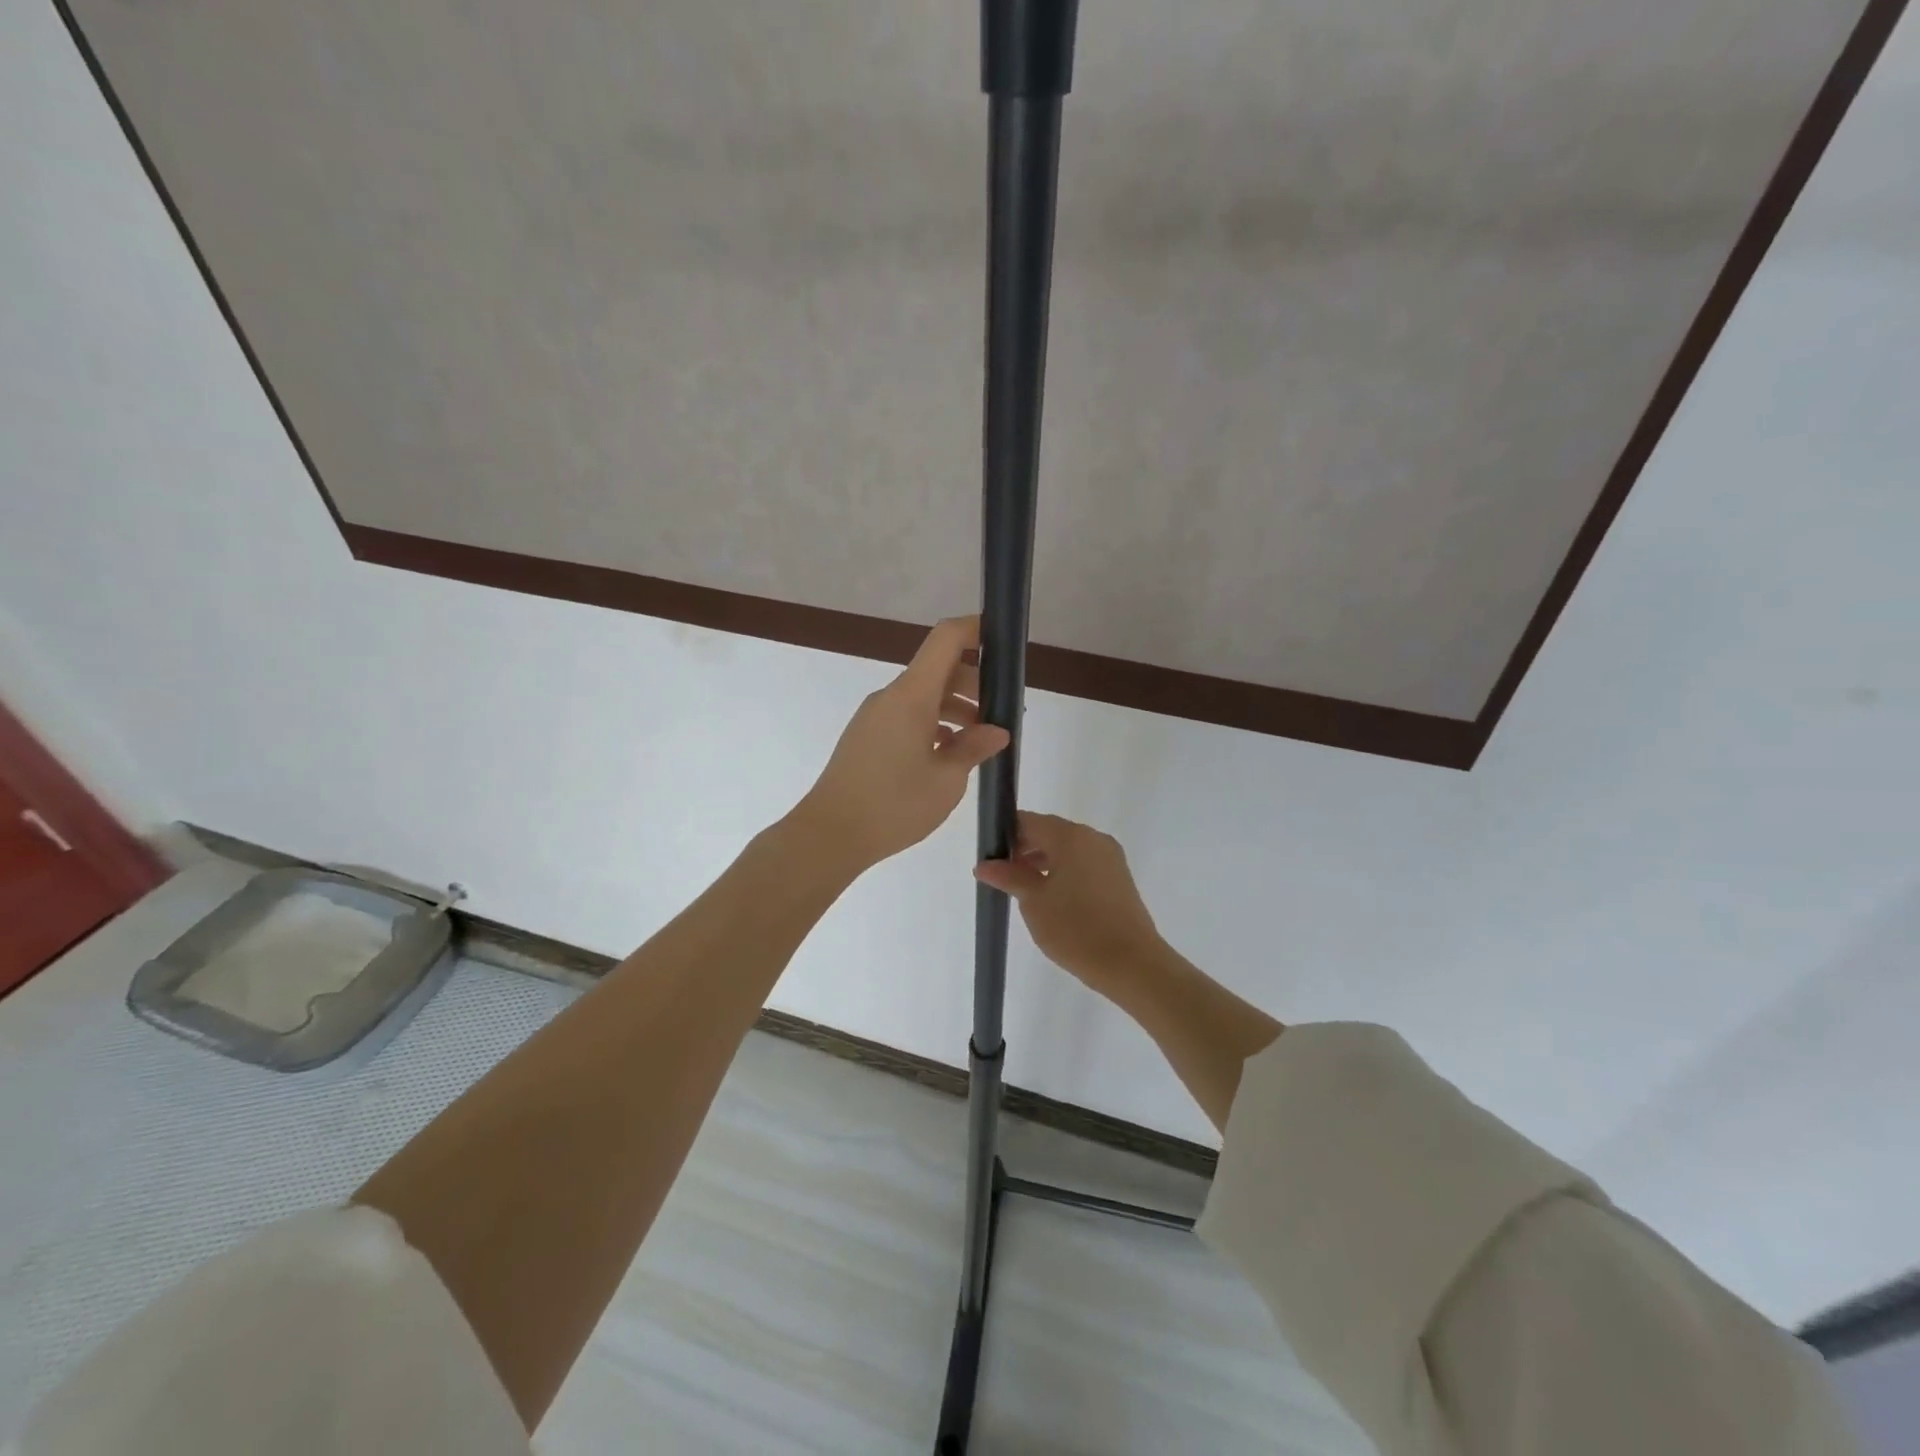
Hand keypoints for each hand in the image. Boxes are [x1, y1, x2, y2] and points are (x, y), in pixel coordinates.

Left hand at [792, 616, 1009, 874]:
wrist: (830, 834)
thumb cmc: (894, 804)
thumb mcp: (947, 779)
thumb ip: (974, 748)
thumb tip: (997, 730)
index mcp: (912, 696)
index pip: (945, 640)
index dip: (974, 629)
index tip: (1002, 640)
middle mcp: (891, 697)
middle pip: (938, 669)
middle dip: (974, 682)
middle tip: (1002, 713)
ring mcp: (875, 716)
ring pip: (923, 696)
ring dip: (955, 707)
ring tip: (981, 740)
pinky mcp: (867, 737)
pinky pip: (907, 716)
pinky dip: (933, 724)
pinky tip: (949, 754)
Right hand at [974, 812, 1167, 991]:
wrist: (1131, 964)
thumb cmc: (1076, 928)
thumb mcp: (1034, 902)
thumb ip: (1009, 877)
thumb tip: (984, 864)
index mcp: (1071, 836)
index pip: (1029, 821)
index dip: (1006, 835)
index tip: (990, 858)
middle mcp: (1093, 838)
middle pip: (1050, 832)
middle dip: (1024, 850)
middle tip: (1002, 877)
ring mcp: (1110, 857)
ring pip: (1068, 849)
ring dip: (1044, 862)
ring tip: (1025, 891)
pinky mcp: (1119, 878)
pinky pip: (1084, 864)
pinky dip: (1064, 873)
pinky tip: (1052, 899)